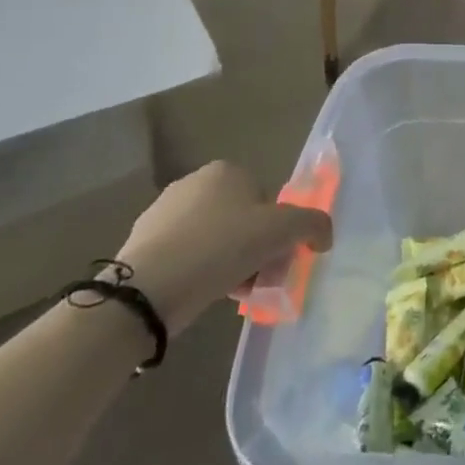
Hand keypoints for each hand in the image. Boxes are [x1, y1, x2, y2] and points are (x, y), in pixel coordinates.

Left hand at [114, 162, 332, 334]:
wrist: (148, 288)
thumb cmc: (222, 246)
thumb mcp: (284, 230)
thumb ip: (314, 225)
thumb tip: (323, 237)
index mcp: (226, 170)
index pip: (265, 197)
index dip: (277, 227)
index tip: (277, 255)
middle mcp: (193, 183)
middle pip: (241, 218)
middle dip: (254, 247)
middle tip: (260, 276)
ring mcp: (162, 213)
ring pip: (214, 239)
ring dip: (229, 262)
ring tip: (233, 292)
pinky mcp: (141, 244)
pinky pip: (186, 256)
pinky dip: (199, 272)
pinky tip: (204, 294)